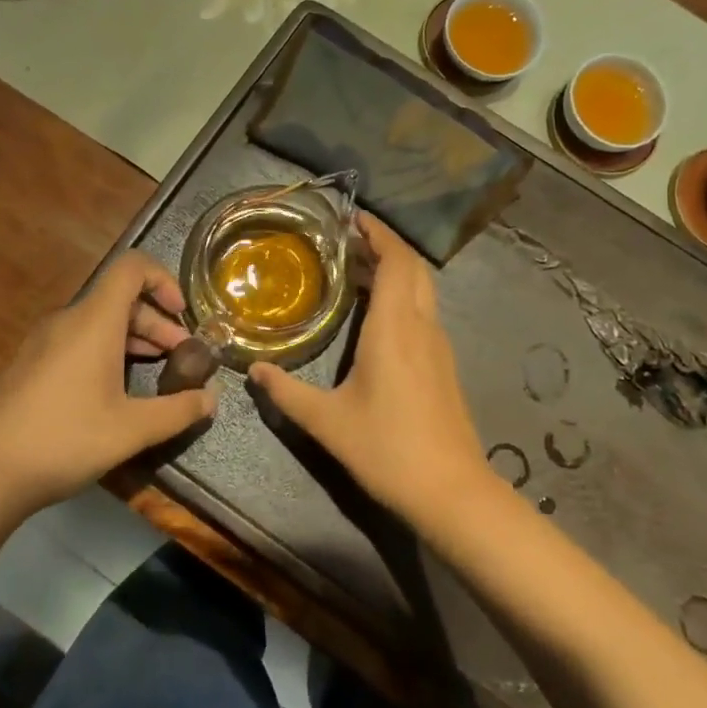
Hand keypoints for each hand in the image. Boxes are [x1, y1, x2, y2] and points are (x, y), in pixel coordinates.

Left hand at [0, 252, 217, 516]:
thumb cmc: (65, 439)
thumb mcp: (132, 429)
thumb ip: (178, 411)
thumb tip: (211, 400)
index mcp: (93, 321)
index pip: (132, 267)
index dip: (164, 279)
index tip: (183, 315)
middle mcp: (67, 320)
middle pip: (120, 298)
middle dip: (157, 321)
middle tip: (180, 356)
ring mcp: (43, 341)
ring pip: (99, 321)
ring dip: (134, 338)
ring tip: (156, 370)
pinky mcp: (30, 364)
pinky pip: (78, 340)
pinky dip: (107, 350)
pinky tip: (115, 390)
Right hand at [248, 215, 486, 523]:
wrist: (451, 490)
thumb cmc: (387, 449)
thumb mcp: (327, 422)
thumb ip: (286, 393)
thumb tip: (255, 371)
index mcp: (395, 327)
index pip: (396, 261)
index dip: (378, 233)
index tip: (353, 217)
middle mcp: (422, 326)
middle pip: (413, 267)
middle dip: (385, 245)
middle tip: (349, 238)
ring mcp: (438, 345)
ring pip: (422, 288)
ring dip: (396, 269)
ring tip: (359, 268)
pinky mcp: (444, 364)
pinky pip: (424, 310)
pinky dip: (403, 294)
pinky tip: (379, 313)